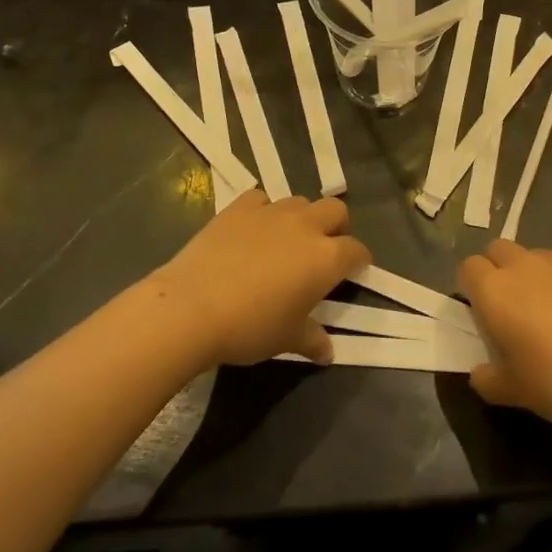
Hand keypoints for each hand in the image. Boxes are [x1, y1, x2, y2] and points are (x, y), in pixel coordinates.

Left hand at [150, 191, 368, 367]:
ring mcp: (271, 212)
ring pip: (299, 202)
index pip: (356, 250)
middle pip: (335, 210)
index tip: (354, 272)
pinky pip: (262, 199)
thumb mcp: (287, 339)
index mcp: (326, 258)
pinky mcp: (239, 207)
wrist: (191, 307)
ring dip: (301, 218)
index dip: (359, 261)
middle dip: (337, 227)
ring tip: (287, 241)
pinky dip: (264, 211)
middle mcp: (305, 226)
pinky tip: (253, 229)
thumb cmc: (249, 327)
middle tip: (324, 251)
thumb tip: (327, 352)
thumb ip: (312, 339)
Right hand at [461, 240, 551, 424]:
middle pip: (498, 249)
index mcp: (495, 291)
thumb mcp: (515, 394)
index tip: (482, 313)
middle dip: (498, 270)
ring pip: (536, 256)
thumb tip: (480, 373)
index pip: (468, 267)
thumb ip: (488, 380)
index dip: (471, 287)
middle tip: (512, 307)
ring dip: (535, 275)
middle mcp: (524, 265)